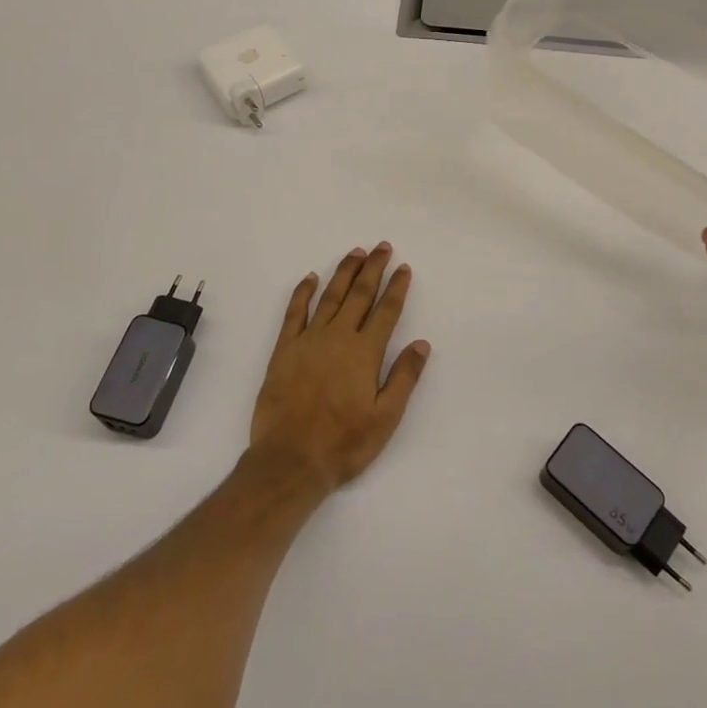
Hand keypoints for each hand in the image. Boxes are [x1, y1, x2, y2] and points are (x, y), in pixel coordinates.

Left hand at [249, 243, 430, 495]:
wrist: (290, 461)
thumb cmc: (344, 443)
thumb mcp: (385, 418)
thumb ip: (404, 377)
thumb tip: (422, 343)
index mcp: (365, 353)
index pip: (386, 311)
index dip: (396, 288)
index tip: (404, 268)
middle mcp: (338, 337)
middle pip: (359, 295)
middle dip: (373, 268)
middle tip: (382, 247)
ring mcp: (308, 340)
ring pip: (330, 296)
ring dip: (344, 272)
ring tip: (355, 252)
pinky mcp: (284, 349)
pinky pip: (295, 312)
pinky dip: (303, 292)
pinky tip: (310, 278)